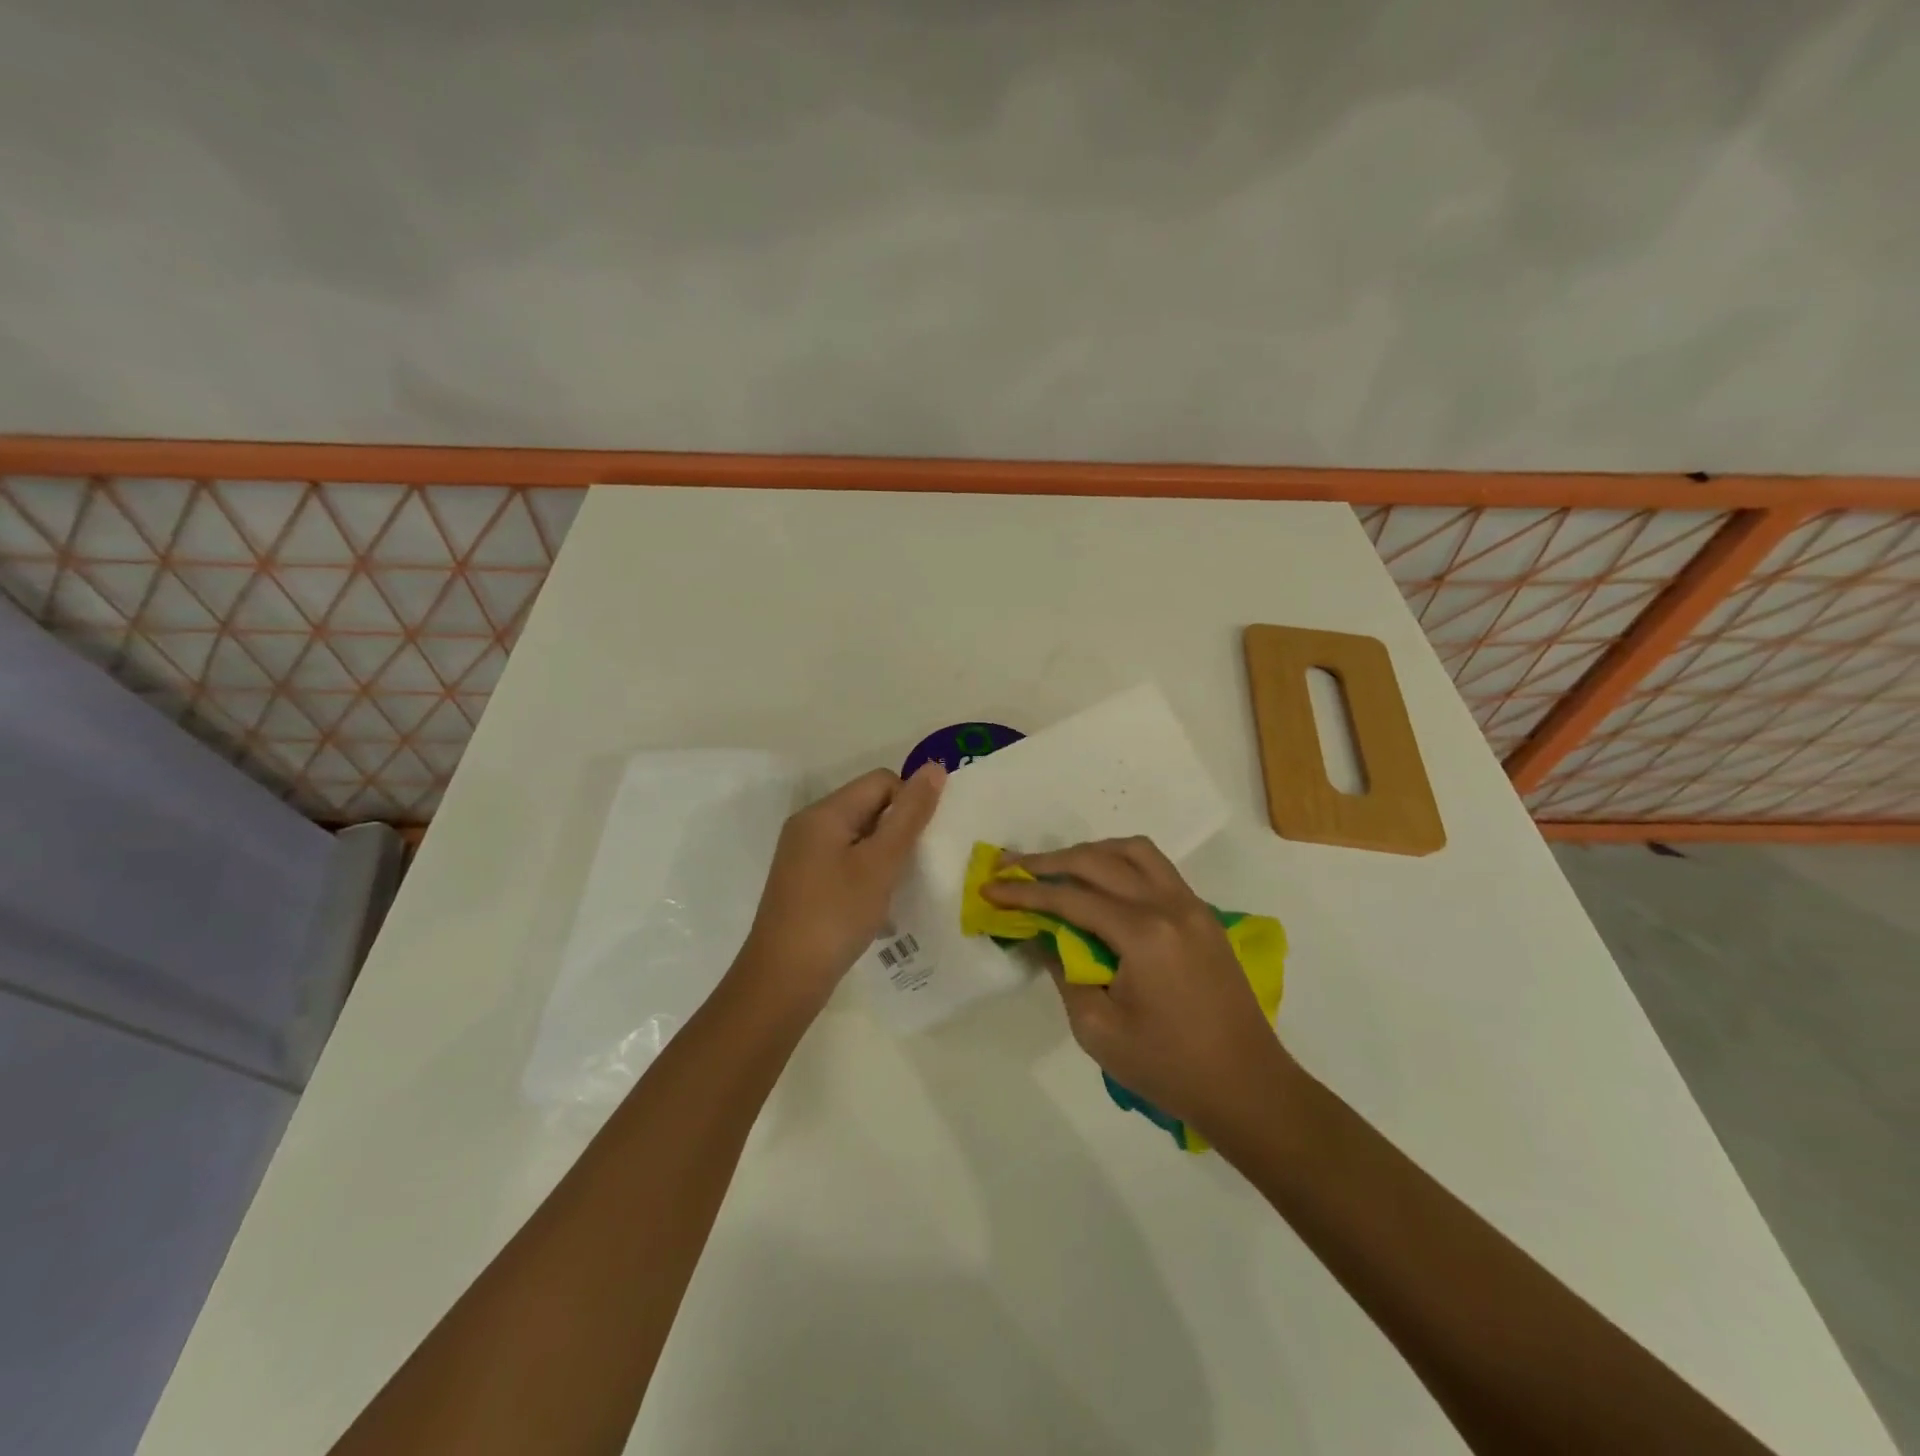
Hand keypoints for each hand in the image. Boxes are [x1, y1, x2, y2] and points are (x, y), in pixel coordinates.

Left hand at [733, 764, 945, 1013]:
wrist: (783, 979)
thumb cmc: (836, 915)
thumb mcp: (880, 863)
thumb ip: (910, 815)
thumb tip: (935, 768)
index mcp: (824, 812)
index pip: (881, 781)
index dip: (909, 803)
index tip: (922, 843)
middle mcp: (809, 825)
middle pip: (868, 805)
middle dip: (898, 829)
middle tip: (914, 866)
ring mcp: (804, 855)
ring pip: (859, 836)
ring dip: (885, 854)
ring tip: (898, 886)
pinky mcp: (805, 881)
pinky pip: (846, 860)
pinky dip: (867, 873)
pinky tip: (876, 903)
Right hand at [983, 836, 1295, 1137]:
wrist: (1247, 1087)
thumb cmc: (1168, 1067)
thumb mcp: (1098, 1028)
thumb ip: (1064, 971)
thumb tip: (1043, 934)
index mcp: (1143, 934)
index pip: (1071, 897)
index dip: (1025, 892)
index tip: (989, 888)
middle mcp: (1169, 905)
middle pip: (1099, 861)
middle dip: (1049, 862)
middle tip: (1011, 867)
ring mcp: (1191, 906)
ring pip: (1134, 852)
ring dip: (1090, 853)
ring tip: (1056, 869)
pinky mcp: (1202, 916)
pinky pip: (1156, 868)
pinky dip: (1121, 863)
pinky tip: (1101, 884)